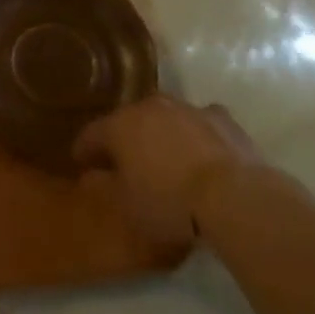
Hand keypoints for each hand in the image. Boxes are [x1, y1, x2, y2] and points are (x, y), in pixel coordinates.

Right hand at [73, 94, 263, 247]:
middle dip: (124, 138)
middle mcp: (148, 108)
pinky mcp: (221, 118)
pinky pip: (200, 123)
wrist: (234, 197)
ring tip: (165, 157)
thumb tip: (95, 175)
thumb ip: (106, 185)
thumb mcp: (127, 205)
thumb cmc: (170, 202)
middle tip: (124, 160)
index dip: (84, 150)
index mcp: (119, 126)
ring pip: (164, 118)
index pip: (91, 134)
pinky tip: (202, 153)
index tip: (81, 163)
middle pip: (128, 120)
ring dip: (160, 133)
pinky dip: (196, 134)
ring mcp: (186, 108)